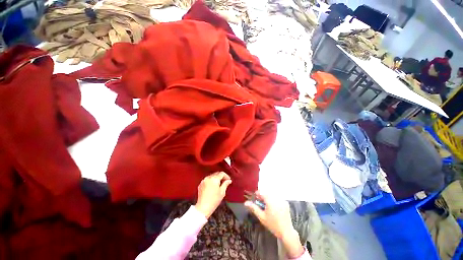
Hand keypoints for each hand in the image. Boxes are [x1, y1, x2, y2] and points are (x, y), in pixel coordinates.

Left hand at [195, 172, 231, 217]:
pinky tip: (213, 187)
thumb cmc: (213, 201)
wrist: (203, 208)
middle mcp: (208, 178)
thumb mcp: (222, 192)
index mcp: (214, 179)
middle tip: (225, 181)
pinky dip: (211, 181)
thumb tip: (229, 181)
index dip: (226, 176)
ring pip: (212, 176)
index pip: (222, 173)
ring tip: (219, 184)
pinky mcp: (200, 184)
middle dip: (221, 177)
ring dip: (216, 178)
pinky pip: (207, 179)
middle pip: (216, 173)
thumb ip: (226, 184)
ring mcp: (204, 181)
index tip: (228, 179)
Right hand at [245, 191, 304, 257]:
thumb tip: (246, 202)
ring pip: (272, 195)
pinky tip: (274, 208)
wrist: (286, 232)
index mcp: (270, 200)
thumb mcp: (261, 217)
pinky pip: (277, 198)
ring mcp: (282, 200)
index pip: (261, 192)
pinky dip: (274, 201)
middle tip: (261, 205)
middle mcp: (277, 198)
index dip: (257, 194)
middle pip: (267, 193)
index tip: (255, 199)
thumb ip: (254, 208)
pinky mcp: (286, 203)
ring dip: (268, 199)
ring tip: (267, 207)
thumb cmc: (273, 225)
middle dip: (263, 197)